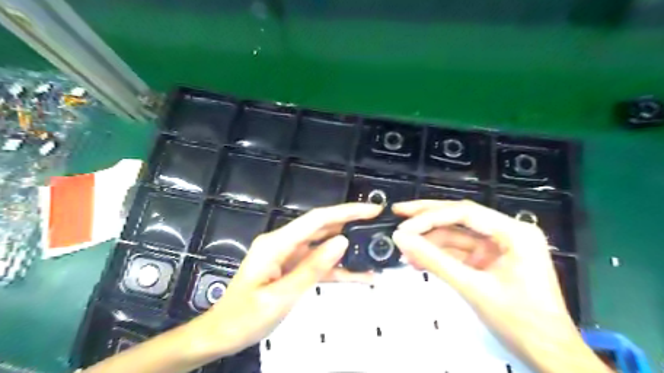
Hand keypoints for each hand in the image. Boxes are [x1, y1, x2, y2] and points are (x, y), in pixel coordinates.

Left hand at [196, 204, 381, 355]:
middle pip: (321, 228)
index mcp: (276, 243)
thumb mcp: (280, 296)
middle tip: (377, 224)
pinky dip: (337, 268)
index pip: (316, 219)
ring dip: (347, 249)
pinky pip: (318, 264)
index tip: (371, 211)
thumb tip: (341, 242)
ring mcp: (288, 255)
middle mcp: (283, 243)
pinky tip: (358, 274)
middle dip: (350, 223)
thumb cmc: (244, 317)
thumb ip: (312, 268)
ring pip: (323, 246)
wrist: (222, 333)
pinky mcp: (292, 268)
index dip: (345, 212)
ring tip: (373, 249)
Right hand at [391, 201, 607, 371]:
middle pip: (459, 216)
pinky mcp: (490, 260)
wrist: (549, 357)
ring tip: (403, 248)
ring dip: (429, 241)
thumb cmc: (521, 323)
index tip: (403, 227)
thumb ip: (435, 261)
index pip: (465, 213)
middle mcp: (507, 232)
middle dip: (427, 217)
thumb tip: (400, 239)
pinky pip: (459, 251)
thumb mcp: (473, 289)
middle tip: (398, 212)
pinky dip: (439, 255)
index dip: (430, 217)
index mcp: (514, 232)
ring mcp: (498, 246)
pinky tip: (418, 260)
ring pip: (456, 234)